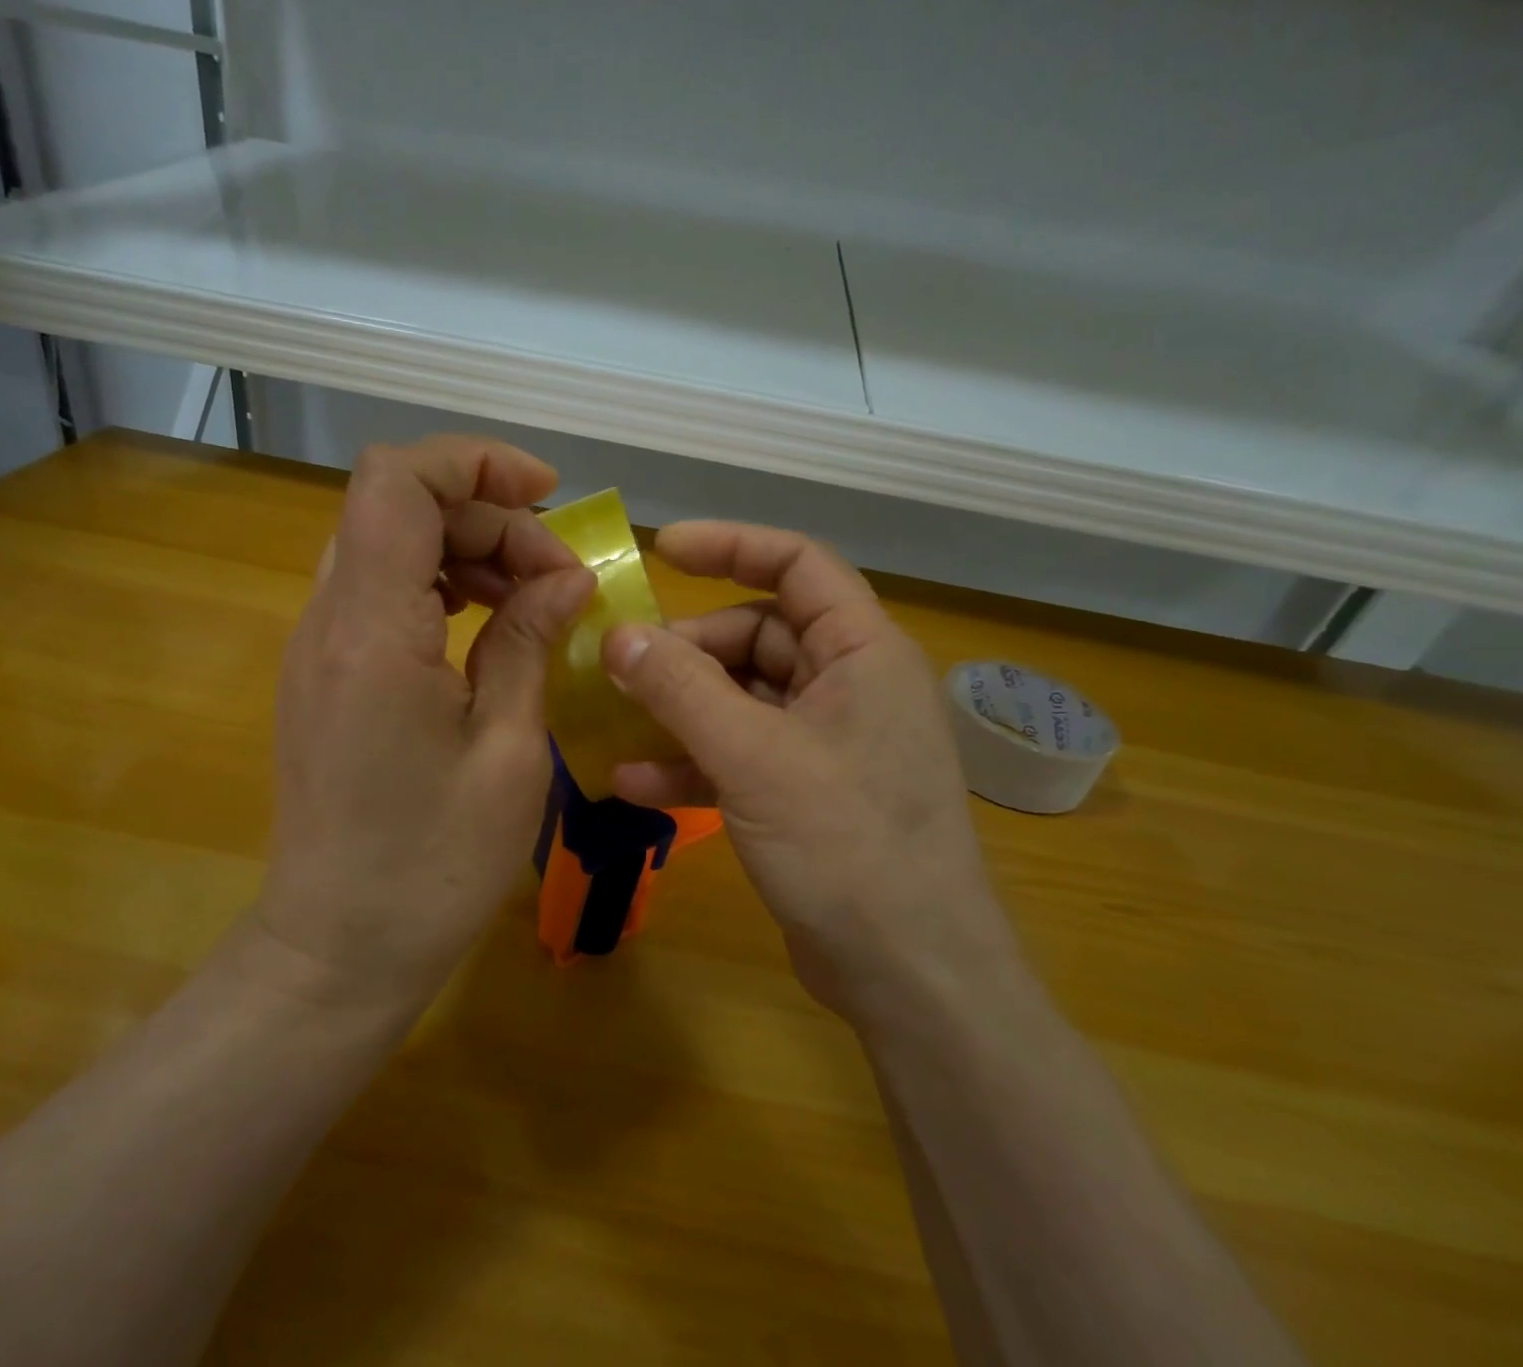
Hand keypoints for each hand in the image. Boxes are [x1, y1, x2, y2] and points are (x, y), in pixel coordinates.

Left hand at [257, 437, 595, 1017]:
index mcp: (372, 631)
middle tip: (560, 578)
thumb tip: (564, 578)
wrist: (336, 948)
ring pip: (391, 545)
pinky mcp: (325, 674)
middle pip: (400, 508)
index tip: (547, 498)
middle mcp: (329, 620)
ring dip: (468, 551)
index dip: (474, 462)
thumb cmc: (432, 864)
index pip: (397, 482)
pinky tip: (490, 631)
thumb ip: (528, 642)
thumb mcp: (507, 750)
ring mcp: (318, 646)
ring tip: (535, 601)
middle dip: (490, 518)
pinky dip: (441, 587)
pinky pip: (382, 593)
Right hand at [600, 522, 1023, 1032]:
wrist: (909, 976)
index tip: (662, 550)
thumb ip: (681, 690)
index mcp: (862, 652)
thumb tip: (617, 635)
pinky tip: (632, 780)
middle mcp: (848, 685)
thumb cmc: (847, 846)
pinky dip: (689, 760)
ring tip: (613, 716)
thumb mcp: (754, 757)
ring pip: (740, 698)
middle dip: (686, 650)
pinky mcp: (803, 792)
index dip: (732, 546)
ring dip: (678, 707)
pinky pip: (738, 754)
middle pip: (756, 636)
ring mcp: (825, 742)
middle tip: (620, 666)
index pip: (798, 565)